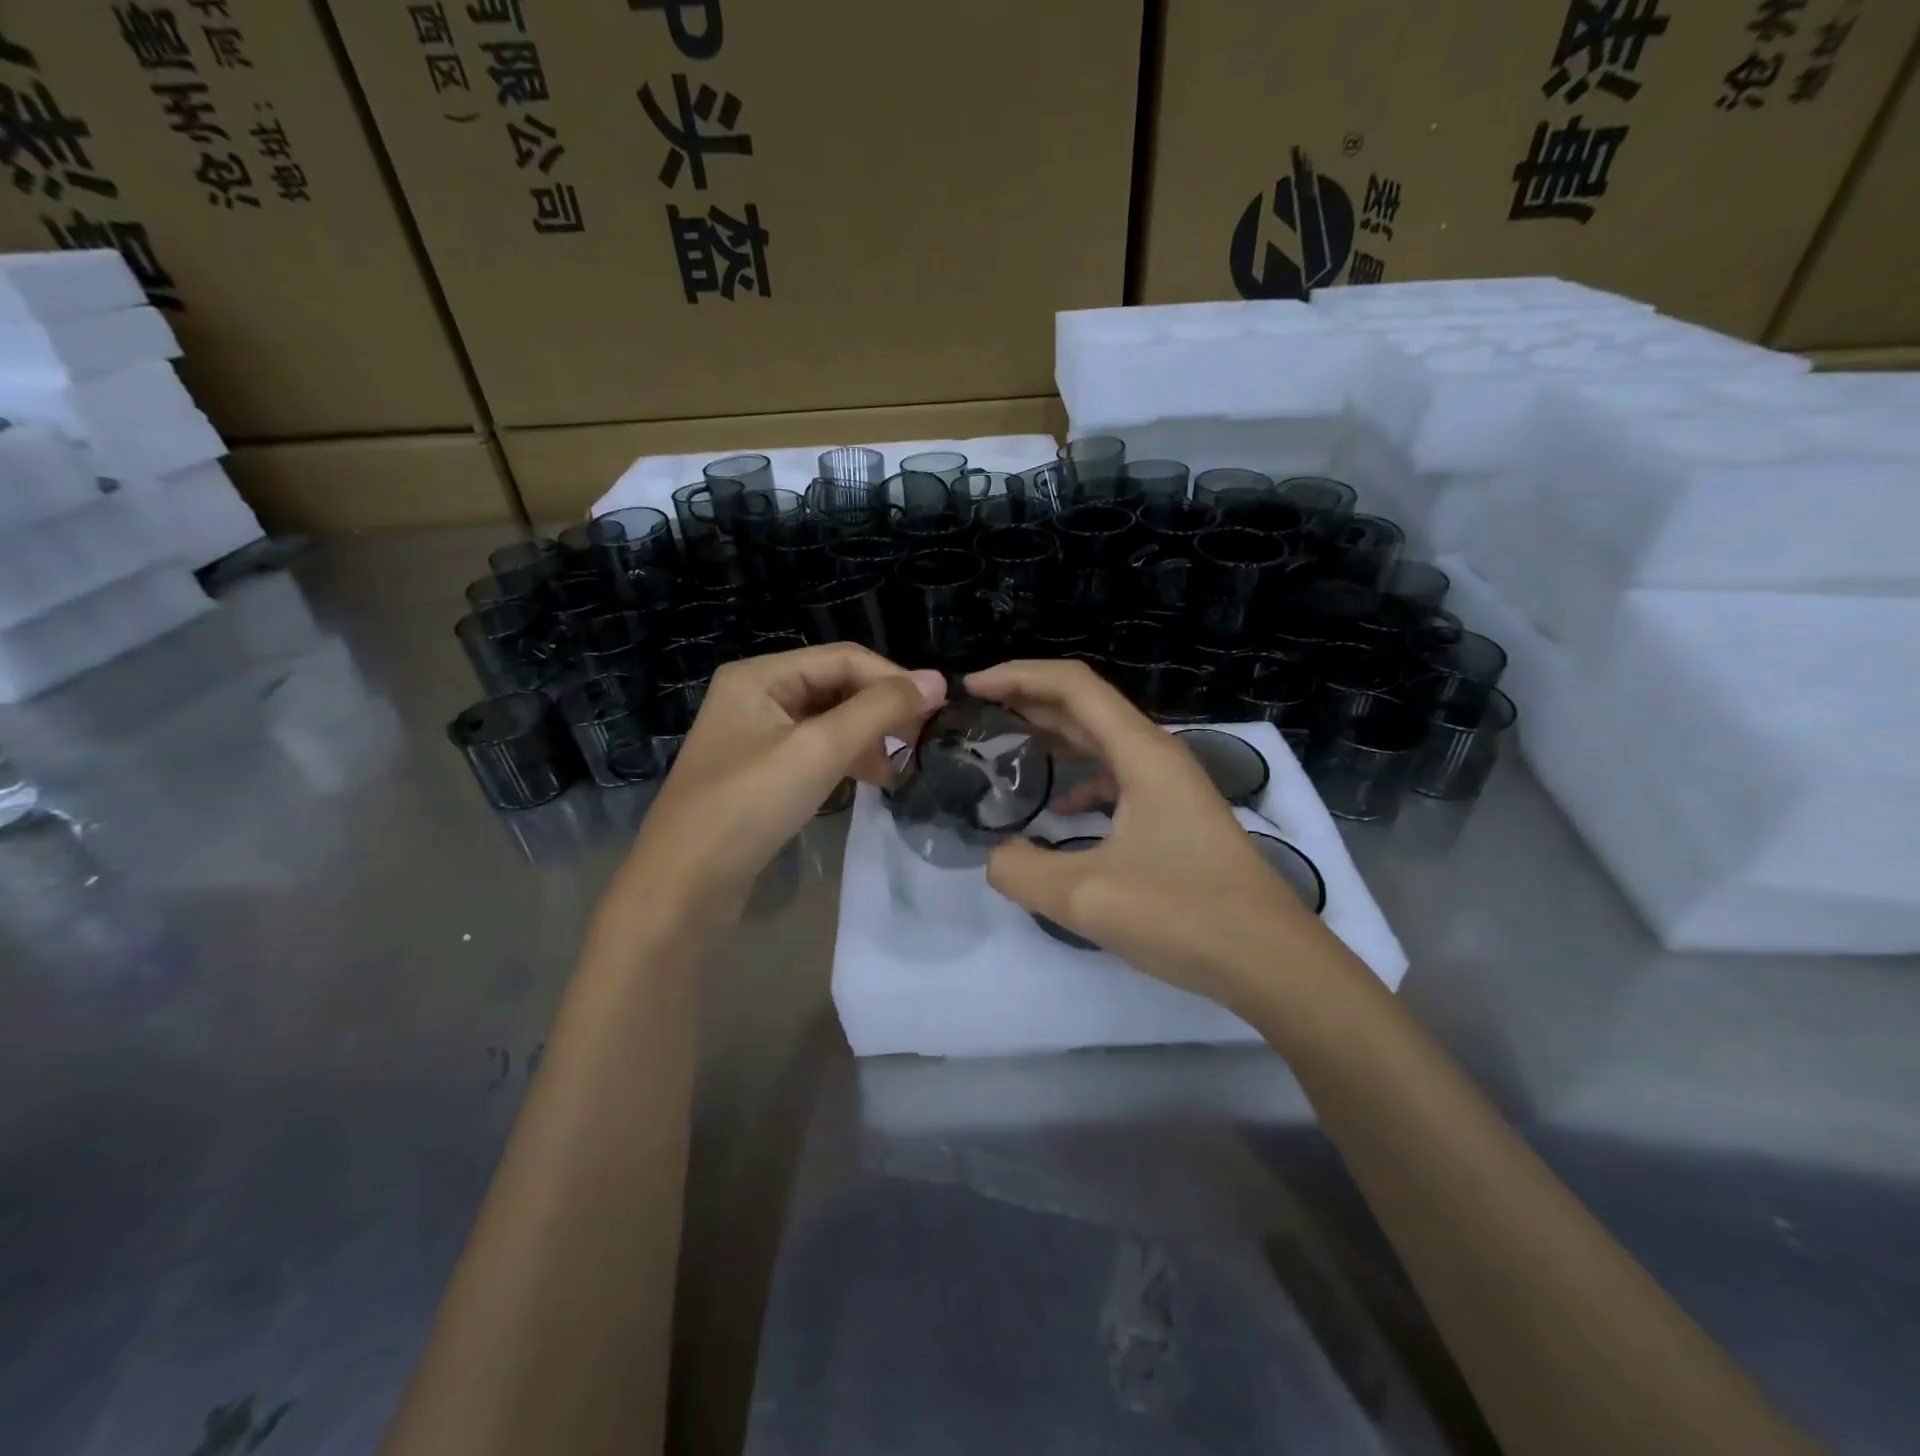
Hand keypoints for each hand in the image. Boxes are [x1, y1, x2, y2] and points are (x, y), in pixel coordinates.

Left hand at [626, 645, 945, 916]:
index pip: (844, 658)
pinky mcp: (761, 774)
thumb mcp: (819, 750)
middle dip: (882, 710)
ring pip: (829, 721)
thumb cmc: (748, 806)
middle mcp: (756, 696)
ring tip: (905, 766)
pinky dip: (847, 760)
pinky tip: (874, 782)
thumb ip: (880, 711)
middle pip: (836, 687)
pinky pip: (815, 752)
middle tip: (924, 740)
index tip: (940, 708)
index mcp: (761, 675)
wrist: (683, 886)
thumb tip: (938, 680)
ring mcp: (756, 736)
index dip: (894, 678)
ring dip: (869, 738)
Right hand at [966, 659, 1326, 1008]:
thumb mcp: (1084, 897)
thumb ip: (1020, 870)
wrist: (1272, 962)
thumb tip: (997, 856)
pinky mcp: (1175, 816)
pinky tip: (1059, 811)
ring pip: (1103, 742)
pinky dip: (1081, 781)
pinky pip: (1118, 778)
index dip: (1018, 677)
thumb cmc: (1183, 916)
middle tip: (978, 714)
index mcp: (1141, 753)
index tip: (971, 688)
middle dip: (1029, 700)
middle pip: (1086, 706)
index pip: (1072, 686)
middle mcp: (1157, 756)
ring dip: (1054, 737)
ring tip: (1008, 748)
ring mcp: (1171, 786)